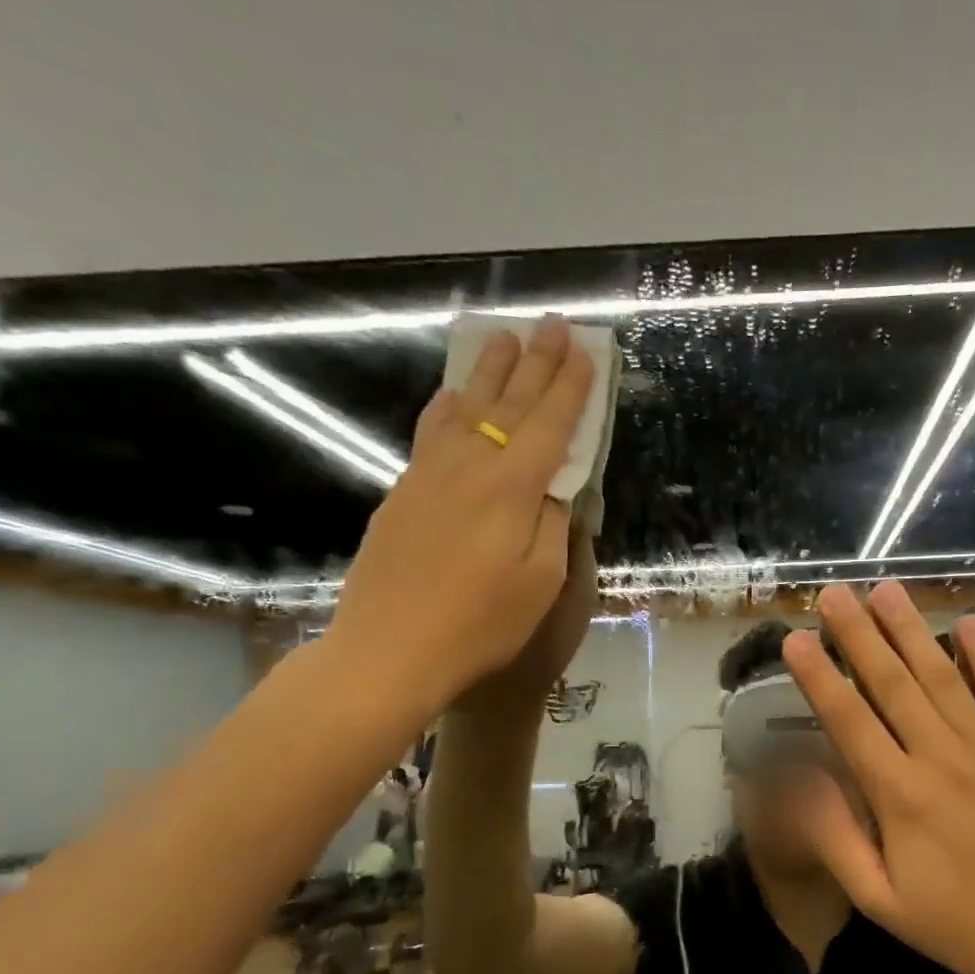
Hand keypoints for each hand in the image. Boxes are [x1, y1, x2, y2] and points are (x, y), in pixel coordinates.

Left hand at [325, 317, 593, 724]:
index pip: (549, 424)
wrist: (389, 649)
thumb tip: (557, 488)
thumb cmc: (479, 625)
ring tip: (503, 338)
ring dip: (489, 371)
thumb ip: (553, 526)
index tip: (586, 351)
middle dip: (536, 362)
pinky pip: (432, 430)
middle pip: (509, 403)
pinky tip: (451, 394)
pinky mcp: (403, 490)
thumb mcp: (540, 583)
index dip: (570, 387)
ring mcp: (429, 475)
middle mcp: (470, 466)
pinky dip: (448, 403)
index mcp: (512, 489)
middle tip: (552, 324)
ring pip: (465, 407)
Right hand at [781, 582, 974, 973]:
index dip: (819, 677)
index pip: (848, 721)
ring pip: (943, 677)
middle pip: (892, 684)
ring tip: (886, 590)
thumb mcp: (878, 898)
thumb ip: (835, 835)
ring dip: (911, 631)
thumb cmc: (956, 927)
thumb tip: (799, 778)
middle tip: (834, 593)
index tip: (796, 638)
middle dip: (859, 635)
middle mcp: (942, 759)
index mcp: (899, 796)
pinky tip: (968, 623)